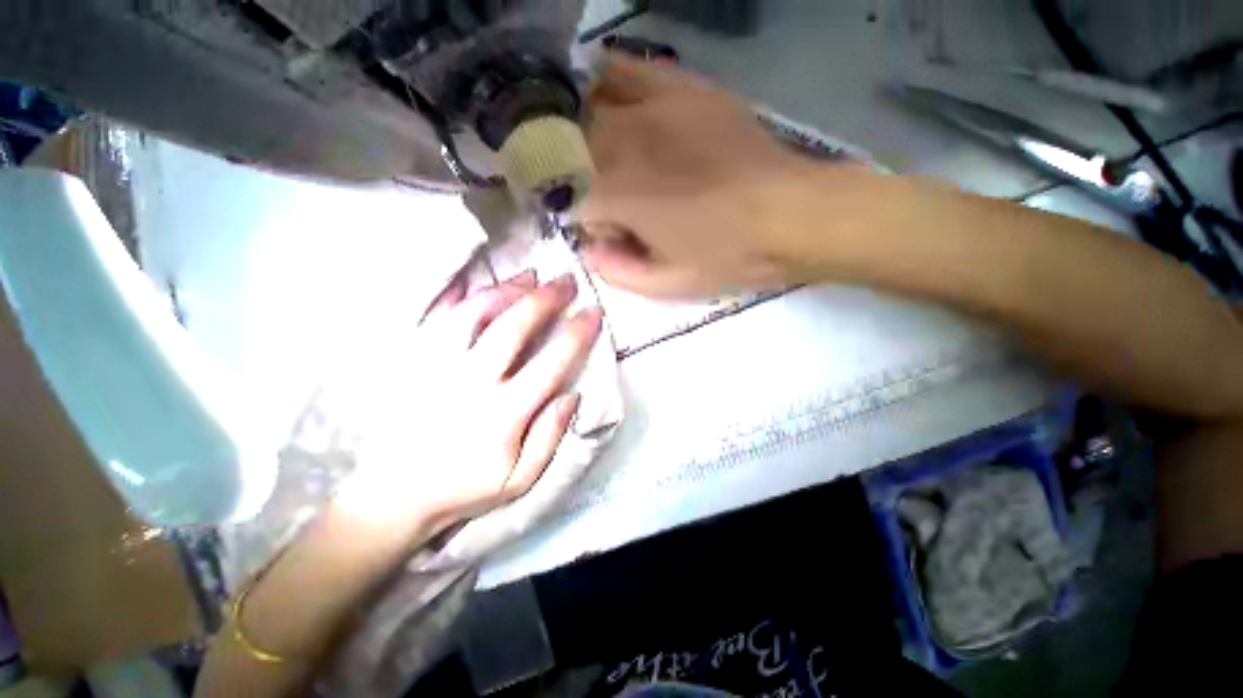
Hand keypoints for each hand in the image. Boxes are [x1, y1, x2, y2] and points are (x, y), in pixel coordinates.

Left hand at [335, 271, 602, 528]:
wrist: (393, 496)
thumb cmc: (464, 488)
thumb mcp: (519, 479)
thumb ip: (549, 437)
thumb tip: (572, 395)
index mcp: (503, 412)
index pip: (551, 363)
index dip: (576, 334)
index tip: (593, 313)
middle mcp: (471, 381)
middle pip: (513, 327)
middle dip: (545, 298)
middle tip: (566, 280)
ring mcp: (437, 367)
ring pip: (474, 314)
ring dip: (506, 289)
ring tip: (529, 275)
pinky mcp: (414, 363)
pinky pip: (434, 319)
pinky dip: (454, 296)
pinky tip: (471, 282)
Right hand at [580, 58, 832, 297]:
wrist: (790, 214)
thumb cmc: (728, 256)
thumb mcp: (669, 284)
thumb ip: (618, 273)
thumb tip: (590, 252)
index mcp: (619, 194)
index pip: (572, 201)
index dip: (589, 223)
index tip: (613, 234)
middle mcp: (624, 143)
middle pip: (574, 150)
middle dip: (583, 181)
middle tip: (615, 202)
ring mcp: (653, 107)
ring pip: (589, 108)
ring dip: (587, 136)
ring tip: (608, 158)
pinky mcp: (684, 89)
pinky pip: (628, 71)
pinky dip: (609, 84)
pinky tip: (615, 104)